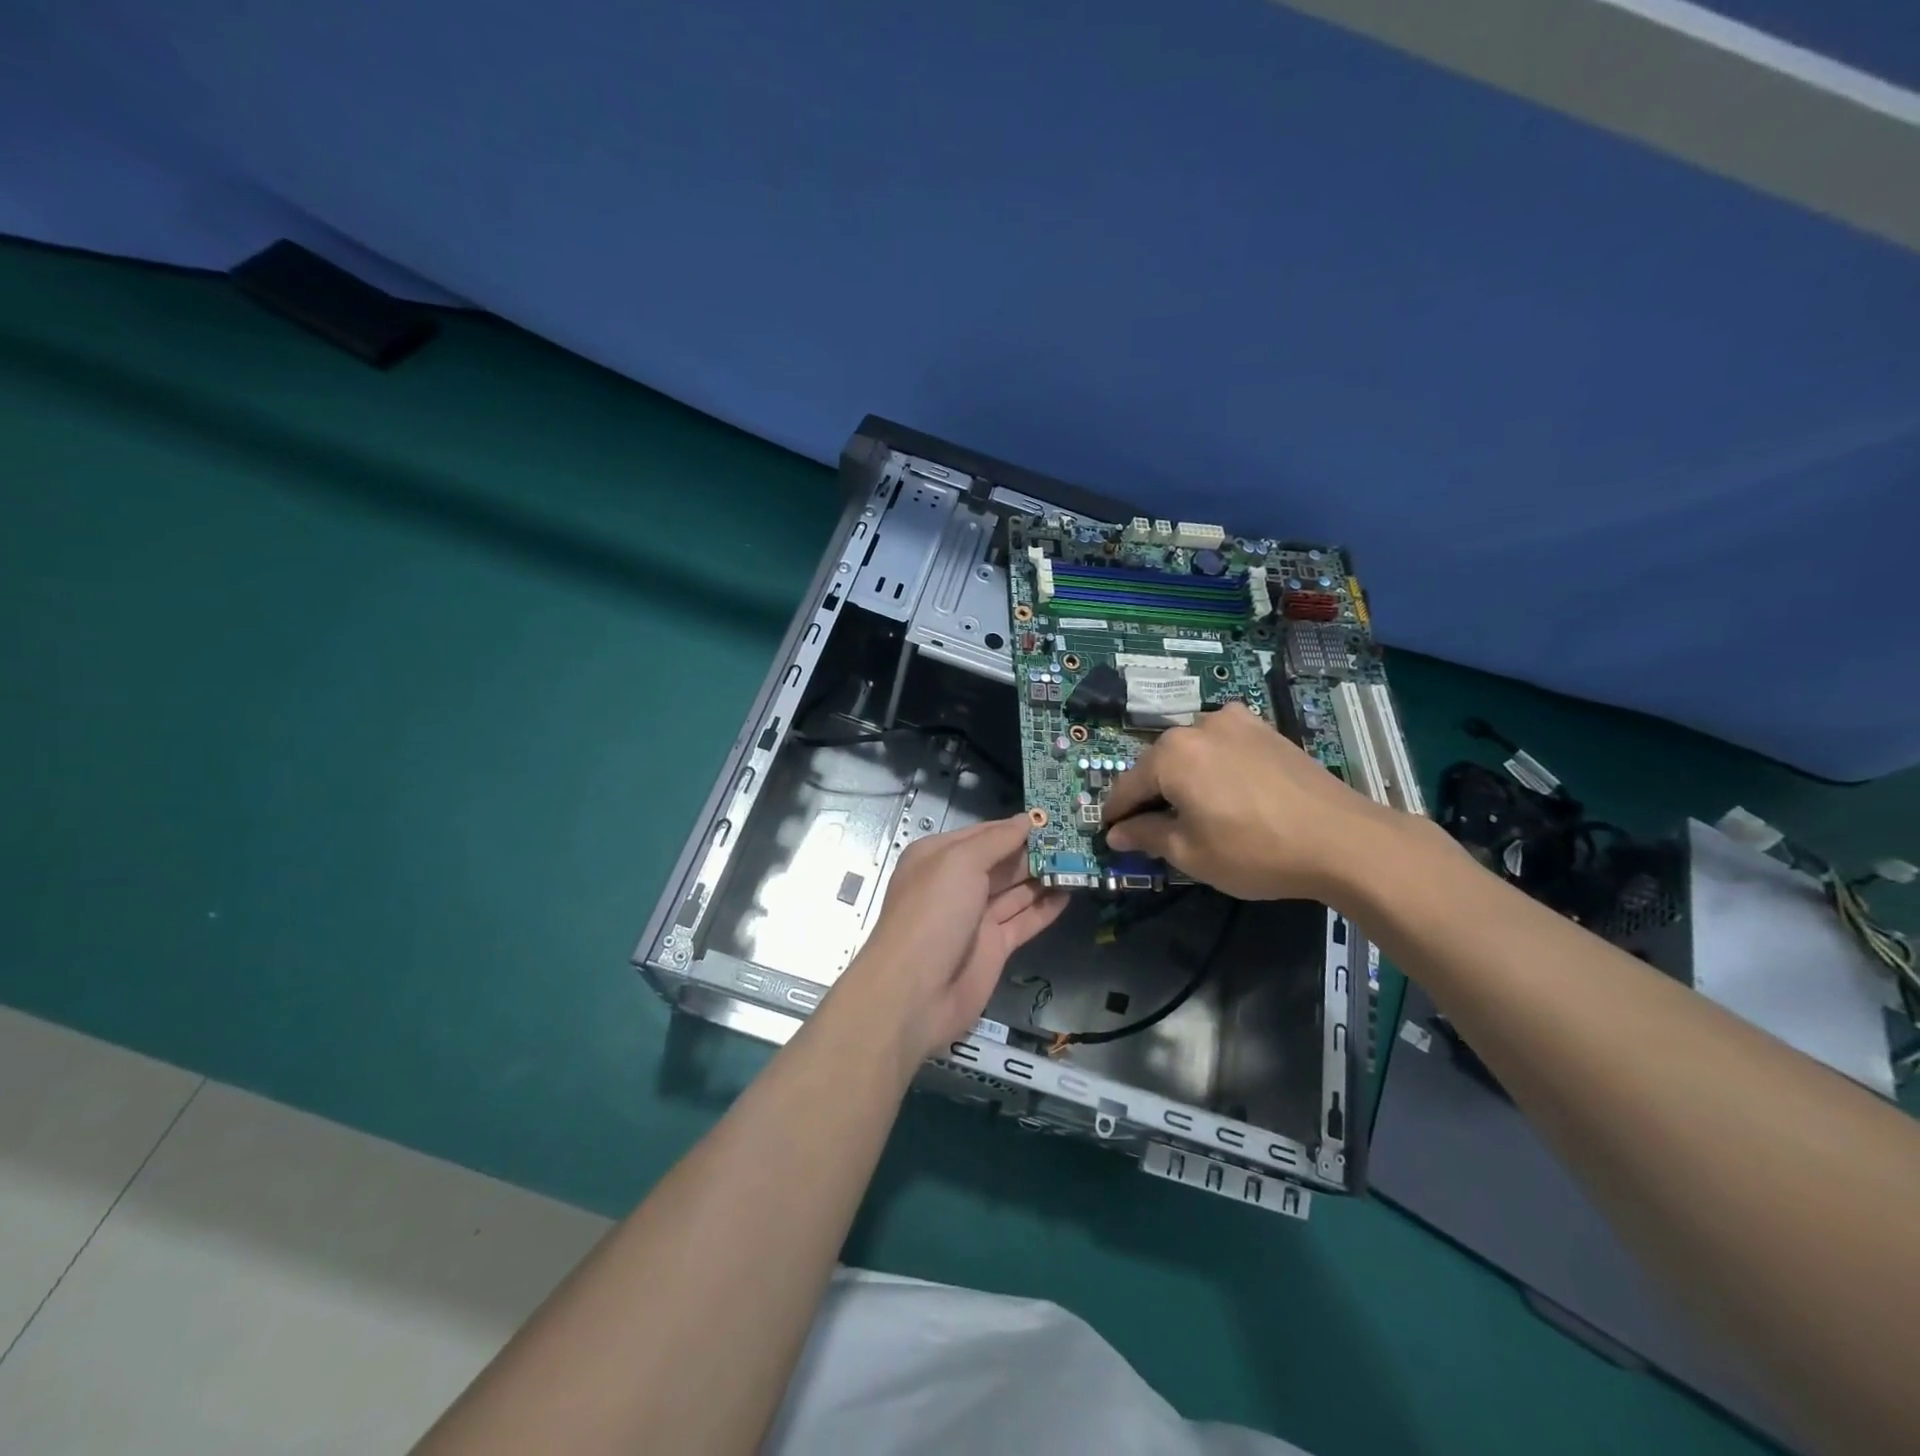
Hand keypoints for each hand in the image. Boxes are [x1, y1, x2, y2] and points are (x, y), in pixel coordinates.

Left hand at [836, 815, 1067, 1060]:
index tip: (1054, 818)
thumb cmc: (932, 914)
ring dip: (1045, 877)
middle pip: (1002, 861)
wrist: (915, 992)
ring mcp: (976, 917)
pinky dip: (1046, 908)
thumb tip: (1026, 820)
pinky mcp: (994, 946)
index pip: (984, 834)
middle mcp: (957, 883)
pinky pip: (1024, 921)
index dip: (1016, 827)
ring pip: (1016, 890)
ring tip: (1081, 862)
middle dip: (1035, 851)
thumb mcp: (959, 863)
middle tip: (1077, 840)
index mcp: (939, 857)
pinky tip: (1070, 893)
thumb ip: (995, 840)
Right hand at [1101, 701, 1412, 901]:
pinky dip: (1213, 767)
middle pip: (1158, 764)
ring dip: (1183, 779)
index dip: (1116, 815)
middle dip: (1151, 795)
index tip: (1111, 835)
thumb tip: (1116, 833)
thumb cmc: (1255, 850)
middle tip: (1155, 830)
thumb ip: (1146, 836)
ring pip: (1191, 753)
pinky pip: (1222, 746)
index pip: (1127, 786)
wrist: (1342, 839)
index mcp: (1171, 754)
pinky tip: (1227, 794)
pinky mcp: (1264, 729)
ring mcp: (1235, 722)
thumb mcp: (1190, 853)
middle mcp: (1197, 726)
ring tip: (1195, 812)